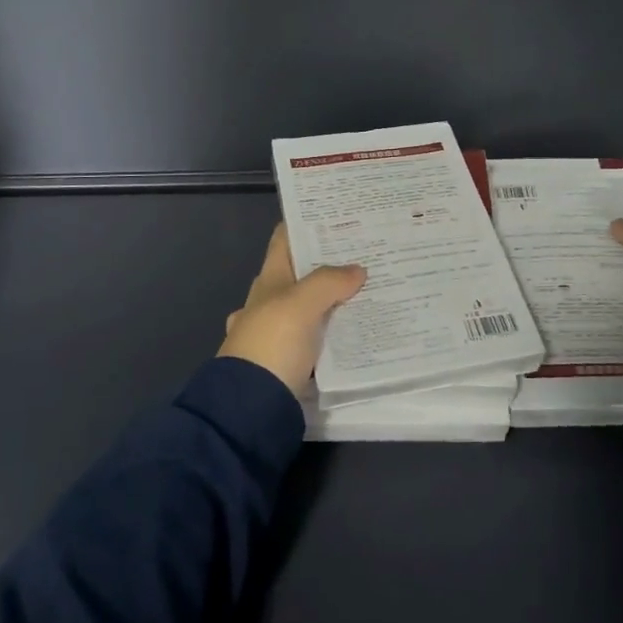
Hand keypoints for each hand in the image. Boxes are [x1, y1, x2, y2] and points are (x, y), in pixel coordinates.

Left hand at [218, 223, 366, 393]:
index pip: (285, 240)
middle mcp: (270, 302)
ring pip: (311, 306)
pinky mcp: (290, 361)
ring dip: (335, 299)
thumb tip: (357, 269)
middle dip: (330, 262)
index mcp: (268, 280)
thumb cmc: (272, 344)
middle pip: (301, 273)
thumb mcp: (301, 305)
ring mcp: (278, 333)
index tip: (339, 215)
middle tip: (369, 252)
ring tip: (371, 287)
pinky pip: (317, 338)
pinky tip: (358, 329)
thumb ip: (328, 282)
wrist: (250, 406)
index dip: (306, 225)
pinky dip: (334, 331)